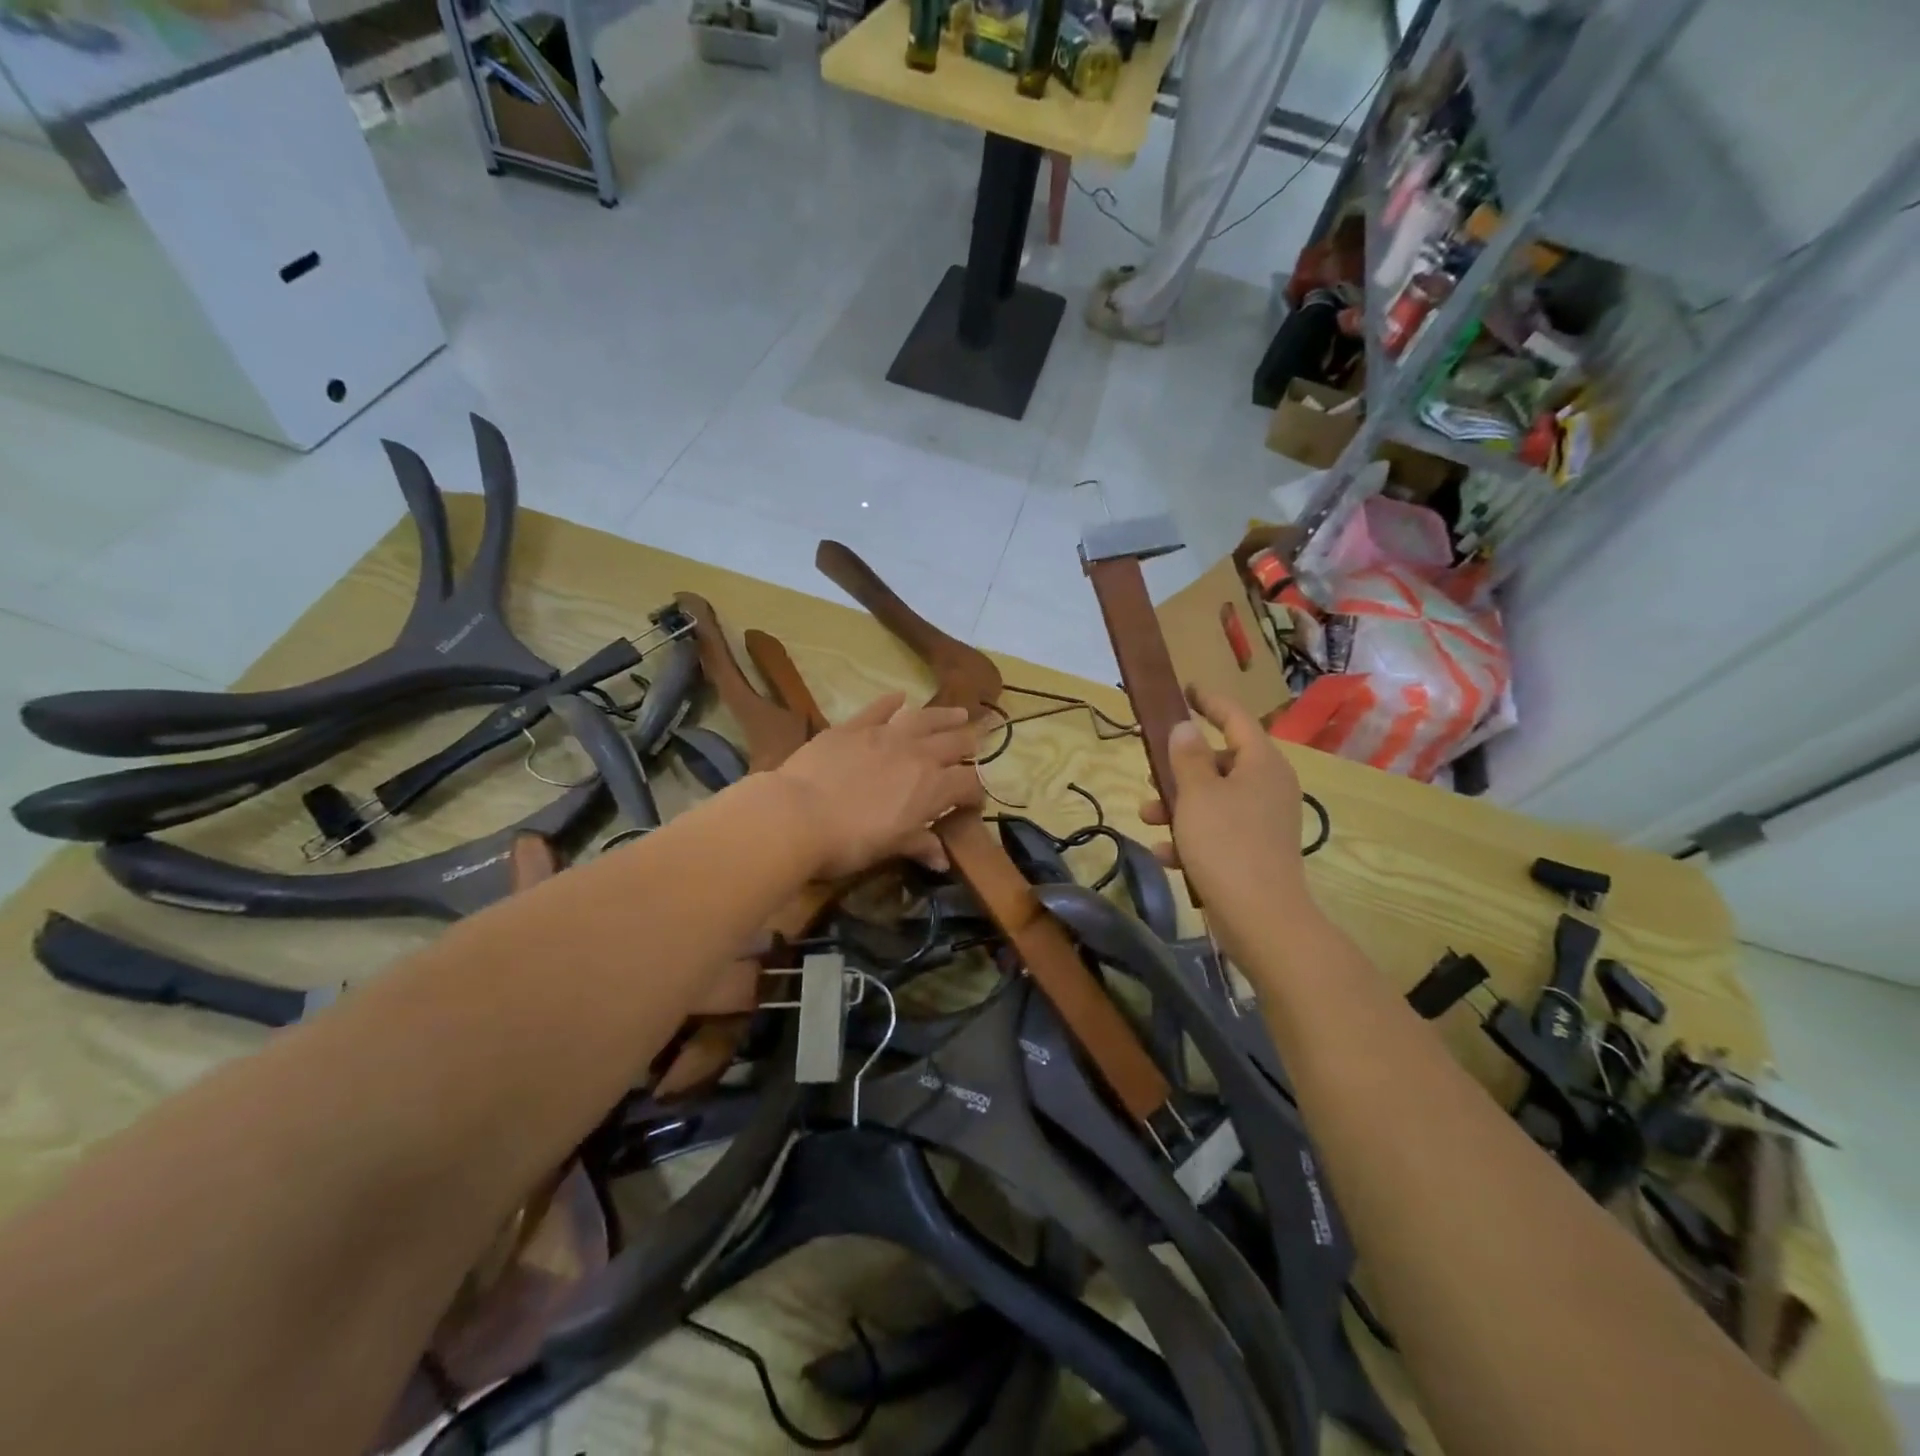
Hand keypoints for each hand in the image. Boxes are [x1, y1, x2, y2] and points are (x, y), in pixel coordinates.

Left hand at [775, 693, 983, 877]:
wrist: (798, 814)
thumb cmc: (850, 841)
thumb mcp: (890, 847)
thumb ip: (919, 845)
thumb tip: (942, 861)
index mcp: (933, 788)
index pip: (968, 784)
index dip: (975, 793)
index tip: (973, 802)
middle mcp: (917, 755)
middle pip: (954, 744)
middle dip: (967, 745)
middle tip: (973, 745)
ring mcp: (885, 735)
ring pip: (925, 718)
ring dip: (944, 715)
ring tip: (959, 712)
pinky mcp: (854, 727)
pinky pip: (879, 708)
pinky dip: (891, 702)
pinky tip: (900, 696)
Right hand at [1140, 685, 1310, 929]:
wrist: (1261, 917)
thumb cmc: (1227, 844)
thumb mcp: (1197, 794)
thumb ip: (1188, 756)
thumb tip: (1185, 727)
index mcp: (1262, 763)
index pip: (1235, 718)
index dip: (1209, 702)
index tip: (1186, 689)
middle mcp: (1268, 786)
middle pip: (1220, 762)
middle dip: (1180, 770)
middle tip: (1151, 773)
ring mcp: (1263, 821)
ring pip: (1213, 799)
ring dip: (1178, 806)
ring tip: (1147, 819)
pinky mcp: (1255, 851)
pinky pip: (1217, 832)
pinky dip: (1191, 838)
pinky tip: (1165, 854)